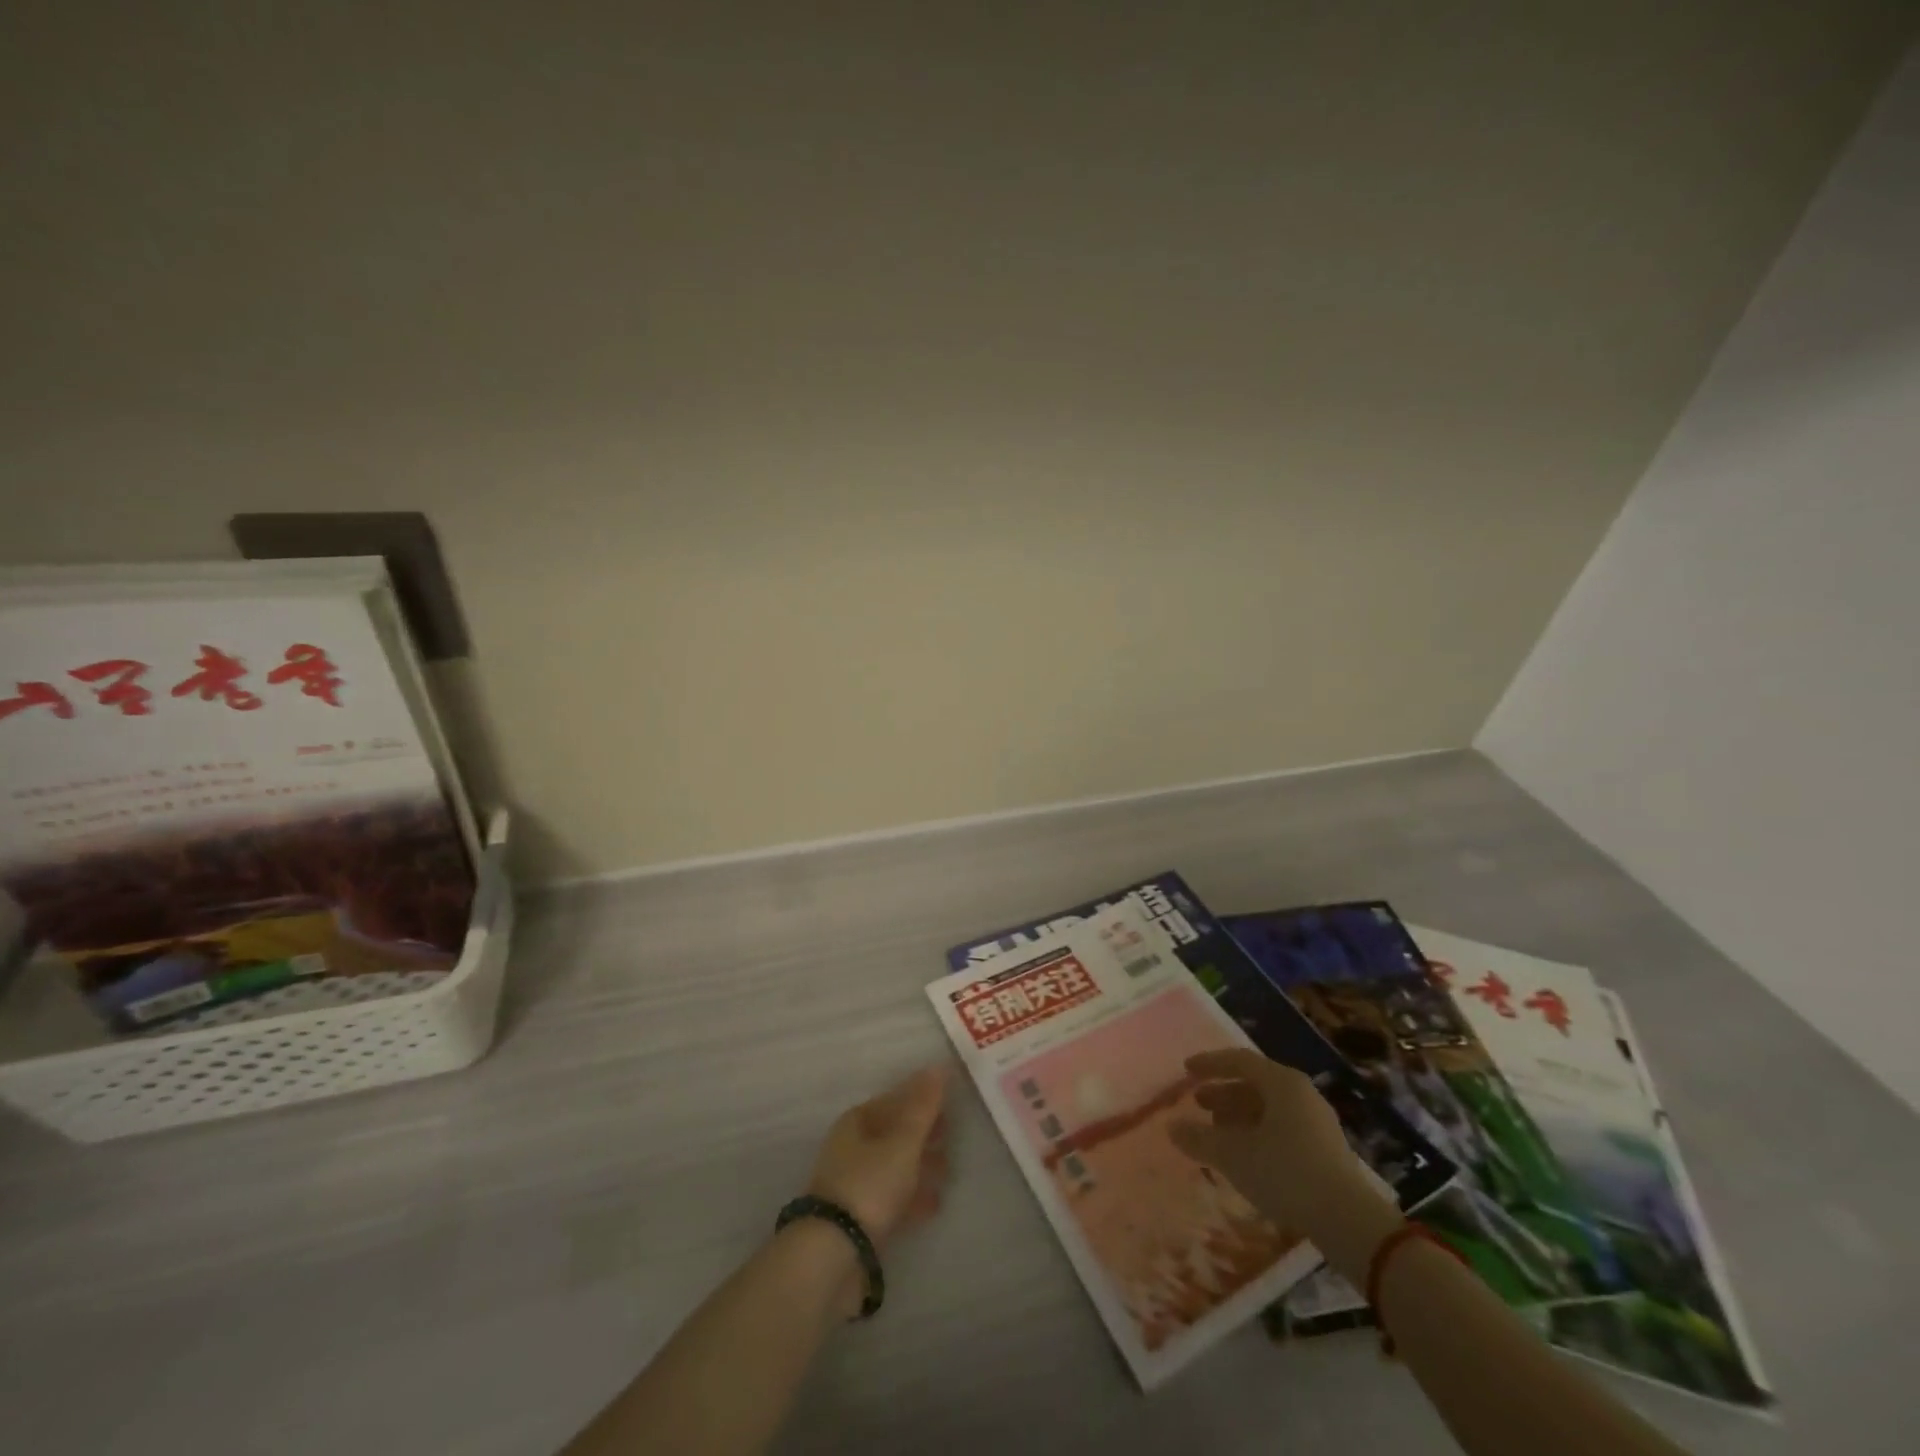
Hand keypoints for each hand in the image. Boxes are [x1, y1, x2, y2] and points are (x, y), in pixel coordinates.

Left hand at [806, 1064, 950, 1246]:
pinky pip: (891, 1197)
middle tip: (951, 1137)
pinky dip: (912, 1197)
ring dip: (920, 1166)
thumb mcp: (903, 1142)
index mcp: (857, 1121)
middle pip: (893, 1133)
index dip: (921, 1100)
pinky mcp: (857, 1217)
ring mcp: (853, 1183)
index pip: (894, 1100)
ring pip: (893, 1165)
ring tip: (947, 1172)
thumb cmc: (869, 1185)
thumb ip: (922, 1107)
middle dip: (923, 1134)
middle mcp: (851, 1147)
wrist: (832, 1254)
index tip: (949, 1105)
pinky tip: (934, 1205)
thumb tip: (938, 1066)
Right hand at [1170, 1048, 1395, 1256]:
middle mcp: (1302, 1093)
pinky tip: (1246, 1155)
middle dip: (1223, 1092)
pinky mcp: (1326, 1149)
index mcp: (1282, 1082)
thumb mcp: (1233, 1155)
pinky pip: (1283, 1127)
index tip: (1186, 1070)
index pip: (1238, 1060)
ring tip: (1218, 1132)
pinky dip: (1258, 1132)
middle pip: (1255, 1083)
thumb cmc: (1286, 1173)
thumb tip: (1172, 1127)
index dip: (1209, 1063)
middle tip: (1199, 1104)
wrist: (1349, 1221)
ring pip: (1269, 1107)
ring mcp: (1318, 1121)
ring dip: (1239, 1115)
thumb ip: (1199, 1138)